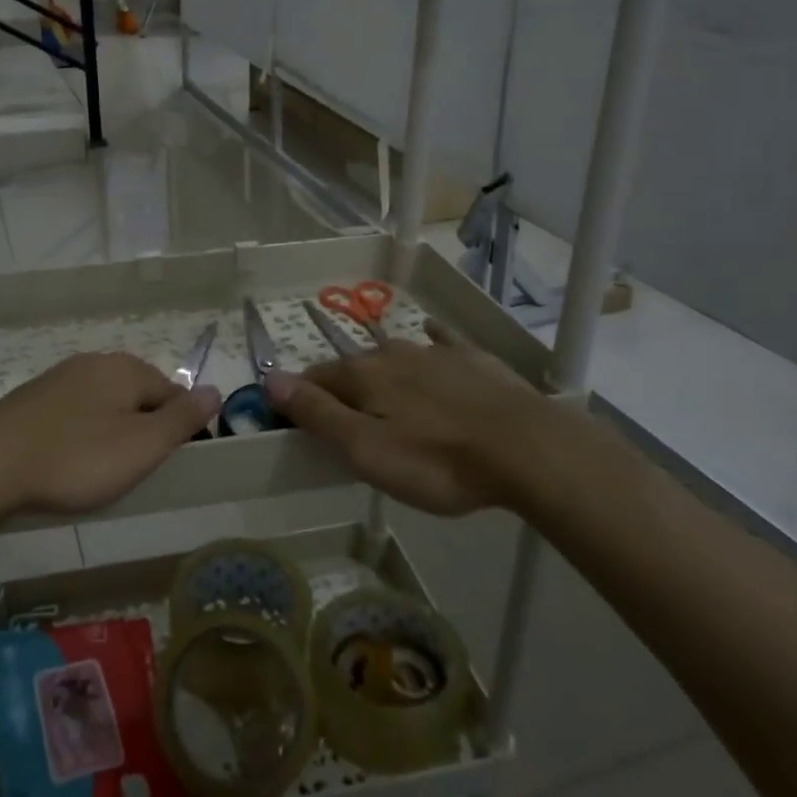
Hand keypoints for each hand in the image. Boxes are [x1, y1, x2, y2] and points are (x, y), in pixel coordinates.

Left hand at [0, 352, 220, 518]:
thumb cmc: (76, 458)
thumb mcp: (141, 446)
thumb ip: (182, 418)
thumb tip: (215, 390)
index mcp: (126, 368)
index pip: (173, 393)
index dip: (178, 430)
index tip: (167, 465)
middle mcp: (95, 362)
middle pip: (138, 396)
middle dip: (143, 430)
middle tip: (133, 473)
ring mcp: (60, 378)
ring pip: (104, 405)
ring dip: (111, 434)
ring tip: (100, 473)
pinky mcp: (33, 399)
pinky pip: (74, 414)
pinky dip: (80, 436)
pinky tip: (68, 462)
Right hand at [263, 322, 570, 515]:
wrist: (527, 448)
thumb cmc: (438, 460)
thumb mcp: (366, 450)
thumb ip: (317, 414)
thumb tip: (270, 379)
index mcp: (363, 376)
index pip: (315, 379)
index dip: (299, 397)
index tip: (294, 419)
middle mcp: (393, 354)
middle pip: (354, 367)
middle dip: (341, 387)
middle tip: (346, 419)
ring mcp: (436, 352)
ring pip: (395, 354)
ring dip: (381, 370)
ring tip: (384, 394)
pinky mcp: (473, 359)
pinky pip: (443, 341)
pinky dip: (431, 340)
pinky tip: (433, 336)